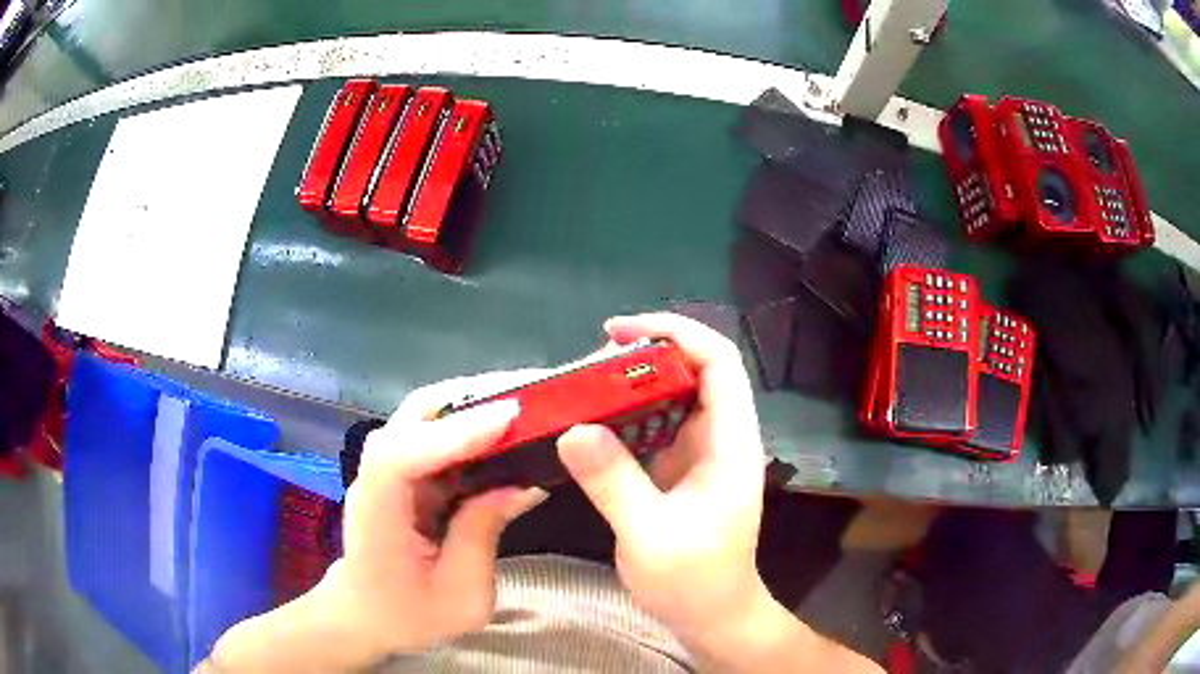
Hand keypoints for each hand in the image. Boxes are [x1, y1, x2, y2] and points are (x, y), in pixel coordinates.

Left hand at [322, 371, 547, 654]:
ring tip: (527, 404)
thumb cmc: (409, 614)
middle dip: (471, 397)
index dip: (452, 433)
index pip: (402, 456)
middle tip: (531, 394)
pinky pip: (438, 435)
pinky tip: (506, 430)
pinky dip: (472, 425)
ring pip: (426, 416)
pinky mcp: (405, 471)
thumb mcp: (460, 595)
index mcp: (378, 513)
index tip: (509, 417)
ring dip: (475, 403)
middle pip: (414, 416)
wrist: (367, 613)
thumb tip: (522, 484)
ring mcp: (388, 469)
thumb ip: (483, 535)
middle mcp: (376, 476)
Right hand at [557, 313, 767, 644]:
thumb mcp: (650, 535)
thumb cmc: (693, 581)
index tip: (619, 333)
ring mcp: (700, 452)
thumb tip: (572, 429)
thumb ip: (613, 481)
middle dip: (644, 356)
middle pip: (693, 370)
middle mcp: (720, 437)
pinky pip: (653, 425)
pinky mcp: (679, 468)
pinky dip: (623, 415)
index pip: (718, 362)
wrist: (712, 615)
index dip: (676, 334)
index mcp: (731, 443)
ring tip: (582, 388)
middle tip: (588, 366)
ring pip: (671, 396)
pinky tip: (589, 423)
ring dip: (630, 384)